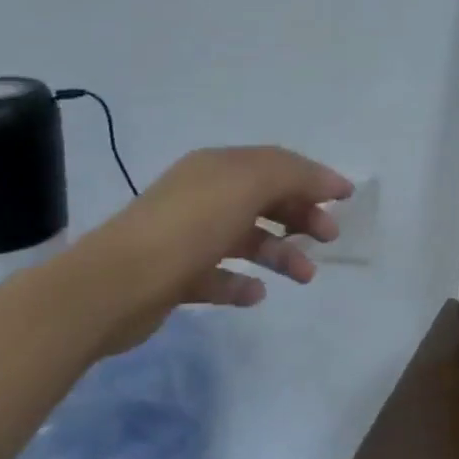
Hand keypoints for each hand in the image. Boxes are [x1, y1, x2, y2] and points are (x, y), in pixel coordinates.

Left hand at [68, 146, 352, 351]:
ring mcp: (188, 237)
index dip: (314, 177)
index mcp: (219, 168)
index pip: (277, 164)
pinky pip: (220, 276)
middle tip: (328, 237)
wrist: (112, 286)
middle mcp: (204, 196)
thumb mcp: (249, 183)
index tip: (346, 197)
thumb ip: (294, 175)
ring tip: (303, 276)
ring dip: (281, 254)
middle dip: (302, 217)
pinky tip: (256, 293)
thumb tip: (327, 182)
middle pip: (266, 201)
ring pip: (248, 239)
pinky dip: (242, 283)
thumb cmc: (189, 225)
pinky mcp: (176, 276)